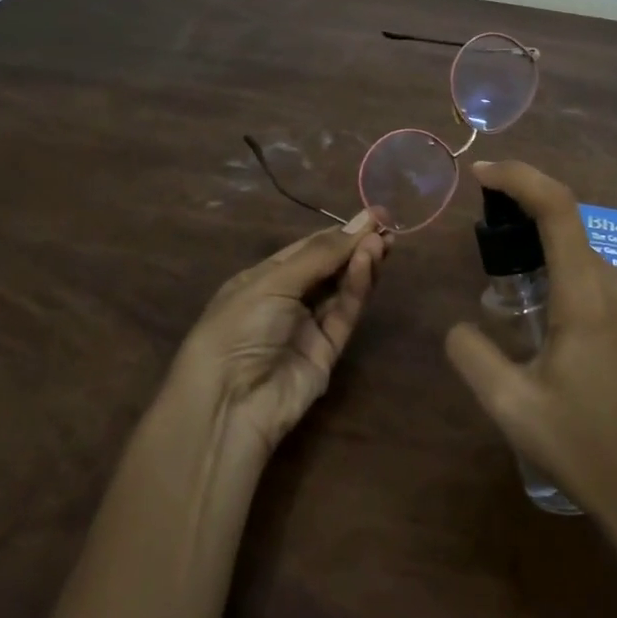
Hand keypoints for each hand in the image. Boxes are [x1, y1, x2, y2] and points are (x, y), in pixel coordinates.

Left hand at [172, 214, 388, 457]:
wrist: (229, 403)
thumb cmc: (238, 327)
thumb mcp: (272, 282)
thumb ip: (320, 255)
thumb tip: (360, 224)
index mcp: (264, 279)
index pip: (307, 249)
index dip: (338, 232)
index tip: (372, 214)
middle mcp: (287, 300)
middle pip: (329, 267)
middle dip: (356, 245)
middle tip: (387, 225)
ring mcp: (308, 327)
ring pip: (341, 289)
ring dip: (361, 263)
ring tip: (383, 241)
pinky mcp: (327, 352)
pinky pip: (344, 313)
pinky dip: (357, 288)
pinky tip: (368, 263)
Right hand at [445, 162, 616, 555]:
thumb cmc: (587, 450)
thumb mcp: (511, 406)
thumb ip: (472, 354)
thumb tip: (459, 327)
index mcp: (589, 295)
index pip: (557, 208)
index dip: (518, 178)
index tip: (480, 174)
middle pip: (565, 229)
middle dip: (520, 225)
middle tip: (482, 257)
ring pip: (579, 259)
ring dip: (541, 260)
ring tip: (508, 303)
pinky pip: (594, 282)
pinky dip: (562, 281)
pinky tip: (543, 329)